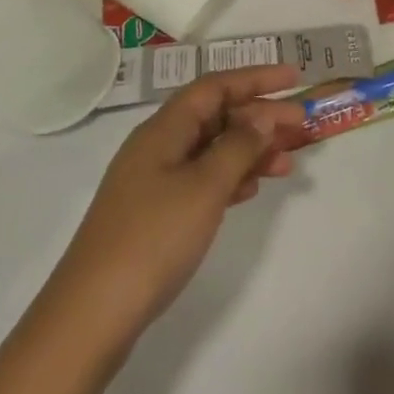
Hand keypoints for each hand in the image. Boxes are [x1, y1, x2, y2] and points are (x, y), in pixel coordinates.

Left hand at [50, 64, 307, 354]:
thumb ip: (238, 146)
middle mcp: (159, 146)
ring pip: (212, 150)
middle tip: (302, 124)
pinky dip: (231, 178)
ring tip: (288, 162)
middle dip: (260, 116)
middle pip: (216, 116)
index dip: (255, 77)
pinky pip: (202, 179)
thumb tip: (262, 115)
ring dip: (250, 150)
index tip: (294, 78)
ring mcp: (155, 182)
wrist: (91, 316)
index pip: (215, 86)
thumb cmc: (152, 239)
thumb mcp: (204, 187)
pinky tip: (252, 189)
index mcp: (164, 129)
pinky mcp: (156, 214)